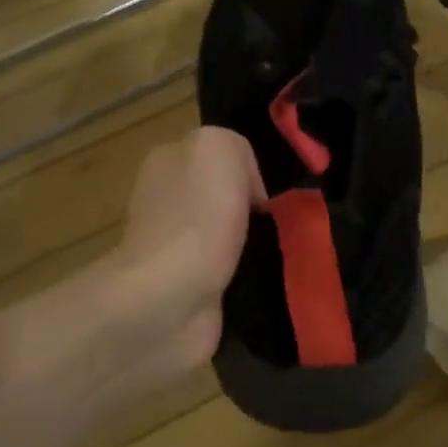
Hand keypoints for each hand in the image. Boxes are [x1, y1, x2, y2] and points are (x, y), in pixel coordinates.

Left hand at [110, 126, 266, 379]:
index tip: (269, 193)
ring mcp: (174, 248)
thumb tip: (249, 189)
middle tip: (283, 223)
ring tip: (282, 252)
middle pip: (222, 194)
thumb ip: (236, 148)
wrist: (170, 298)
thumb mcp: (219, 148)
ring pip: (227, 234)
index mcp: (166, 162)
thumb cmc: (196, 217)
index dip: (248, 169)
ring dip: (254, 244)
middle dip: (253, 208)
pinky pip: (228, 271)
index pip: (216, 154)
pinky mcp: (188, 288)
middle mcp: (165, 201)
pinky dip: (248, 274)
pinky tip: (265, 279)